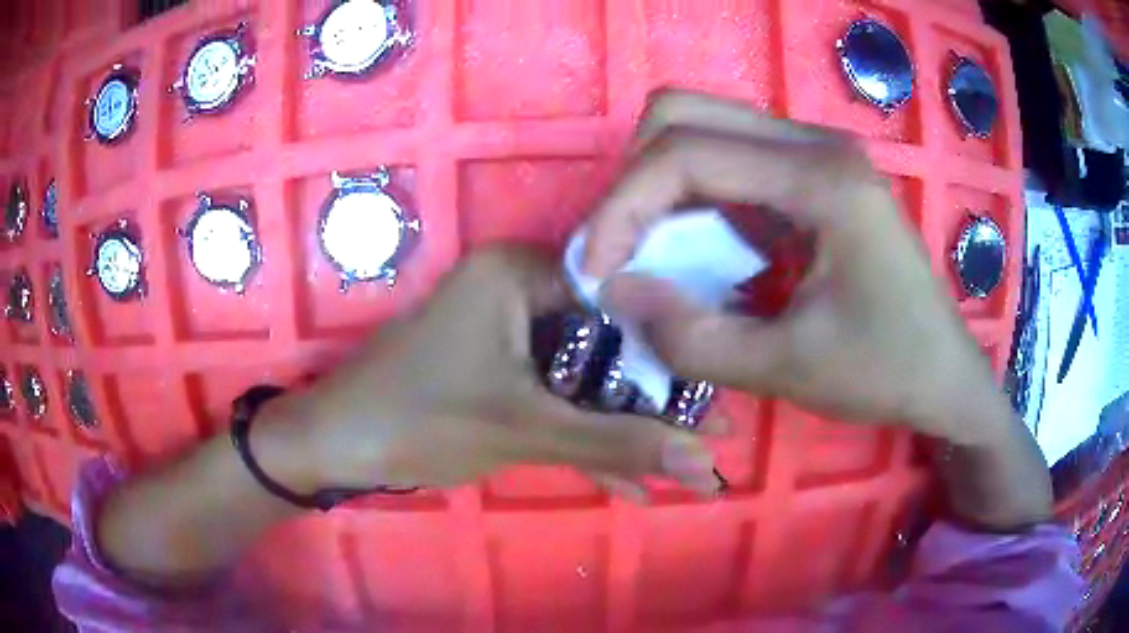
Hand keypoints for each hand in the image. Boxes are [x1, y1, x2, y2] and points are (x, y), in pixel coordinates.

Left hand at [282, 247, 718, 495]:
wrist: (334, 445)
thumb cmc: (418, 419)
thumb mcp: (524, 429)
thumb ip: (617, 441)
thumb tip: (705, 461)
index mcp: (520, 273)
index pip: (620, 300)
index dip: (671, 356)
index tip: (716, 401)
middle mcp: (516, 290)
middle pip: (606, 346)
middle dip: (654, 405)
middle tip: (713, 438)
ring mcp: (505, 333)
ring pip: (583, 380)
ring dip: (624, 430)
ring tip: (688, 467)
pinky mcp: (493, 370)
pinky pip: (552, 397)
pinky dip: (584, 437)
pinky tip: (630, 481)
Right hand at [587, 90, 1002, 443]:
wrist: (943, 373)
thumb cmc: (884, 372)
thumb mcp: (786, 368)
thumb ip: (691, 337)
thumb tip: (614, 292)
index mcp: (821, 178)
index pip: (686, 153)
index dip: (623, 208)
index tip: (595, 271)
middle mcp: (816, 143)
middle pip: (685, 114)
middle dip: (635, 181)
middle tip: (622, 250)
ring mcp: (816, 152)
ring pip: (703, 129)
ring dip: (661, 187)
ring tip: (651, 254)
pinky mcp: (813, 173)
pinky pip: (730, 159)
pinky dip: (694, 198)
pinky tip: (700, 251)